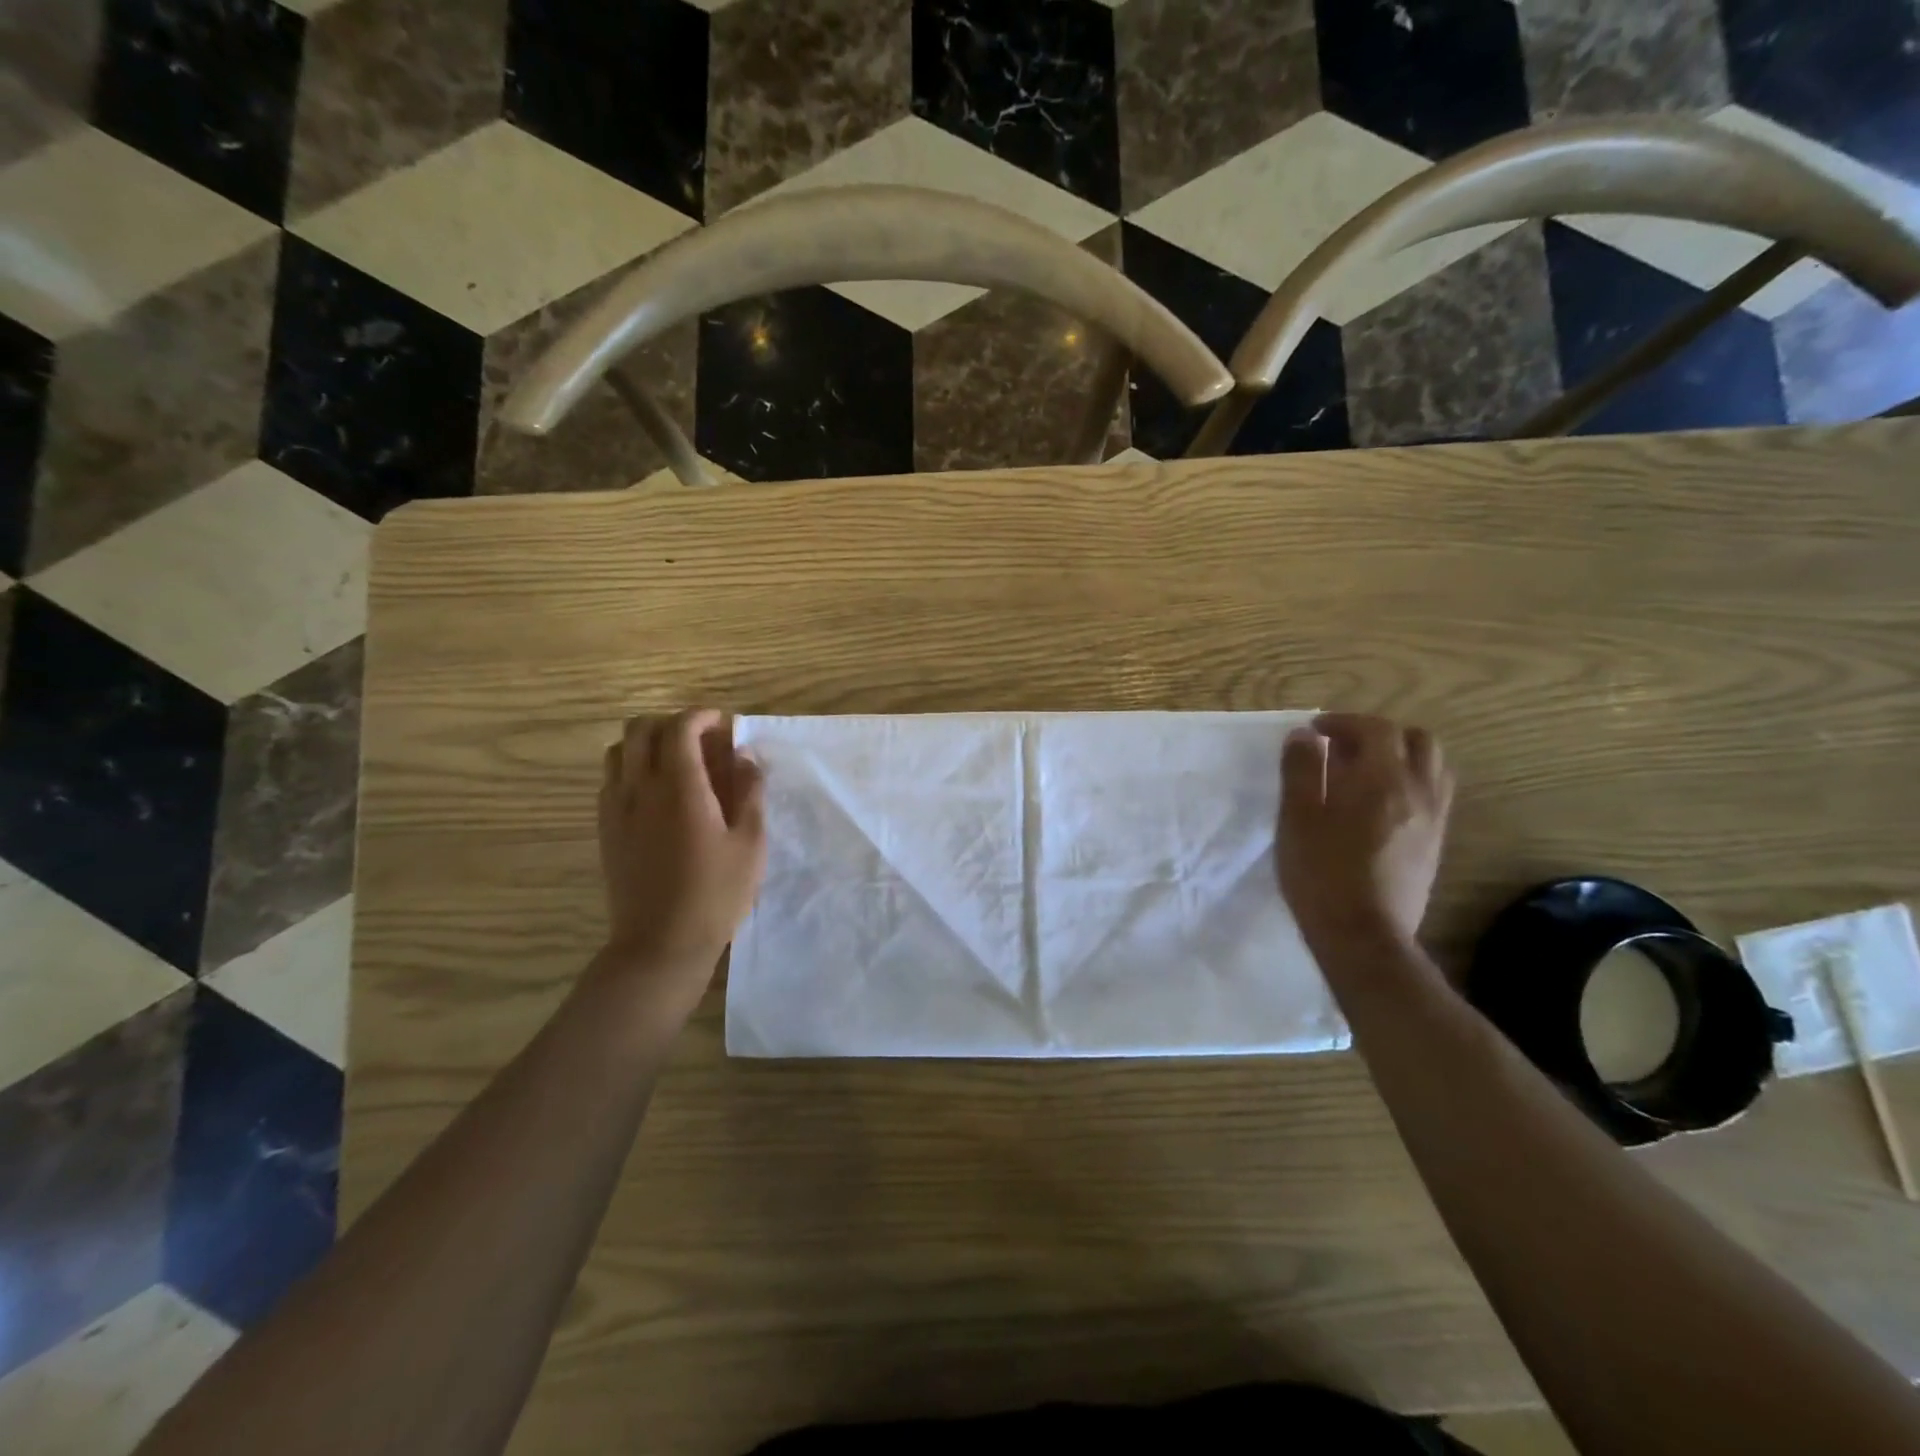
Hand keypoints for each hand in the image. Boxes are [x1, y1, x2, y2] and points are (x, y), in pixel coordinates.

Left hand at [597, 709, 766, 1016]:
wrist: (661, 943)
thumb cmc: (716, 893)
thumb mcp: (750, 842)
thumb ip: (749, 791)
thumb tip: (745, 756)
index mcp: (680, 787)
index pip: (679, 727)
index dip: (701, 716)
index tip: (722, 723)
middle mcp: (640, 788)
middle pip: (640, 729)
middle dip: (671, 723)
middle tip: (701, 741)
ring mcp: (616, 808)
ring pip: (618, 751)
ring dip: (647, 745)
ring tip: (677, 764)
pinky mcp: (605, 829)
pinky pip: (611, 780)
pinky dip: (632, 770)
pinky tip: (658, 795)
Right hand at [1277, 713, 1454, 956]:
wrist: (1363, 934)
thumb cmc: (1321, 872)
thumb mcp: (1297, 816)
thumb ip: (1302, 770)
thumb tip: (1305, 737)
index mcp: (1382, 779)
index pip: (1376, 729)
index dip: (1345, 722)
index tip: (1316, 732)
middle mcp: (1418, 791)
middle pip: (1417, 740)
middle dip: (1380, 734)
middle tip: (1344, 747)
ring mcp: (1433, 819)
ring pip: (1433, 767)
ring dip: (1402, 757)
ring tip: (1366, 771)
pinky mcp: (1435, 844)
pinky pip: (1434, 795)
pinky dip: (1411, 783)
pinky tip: (1381, 803)